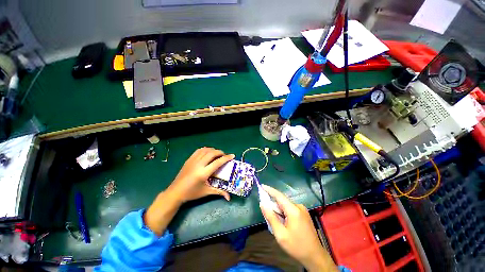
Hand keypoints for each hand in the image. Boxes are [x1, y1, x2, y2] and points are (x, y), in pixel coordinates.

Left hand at [167, 147, 234, 202]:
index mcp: (203, 173)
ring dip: (213, 150)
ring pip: (205, 150)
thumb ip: (219, 192)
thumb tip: (229, 198)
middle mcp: (198, 164)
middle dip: (220, 152)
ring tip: (217, 154)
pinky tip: (208, 153)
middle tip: (225, 155)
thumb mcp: (206, 192)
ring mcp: (193, 161)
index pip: (217, 162)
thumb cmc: (192, 193)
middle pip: (212, 153)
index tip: (232, 155)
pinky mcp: (189, 159)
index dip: (226, 158)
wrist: (175, 192)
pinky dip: (206, 149)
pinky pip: (199, 150)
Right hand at [260, 185, 337, 271]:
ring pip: (286, 206)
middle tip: (266, 213)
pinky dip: (284, 213)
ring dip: (278, 210)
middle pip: (282, 201)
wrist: (315, 257)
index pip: (279, 195)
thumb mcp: (280, 234)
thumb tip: (262, 204)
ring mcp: (302, 210)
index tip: (262, 186)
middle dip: (273, 204)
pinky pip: (290, 209)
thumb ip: (271, 217)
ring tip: (275, 222)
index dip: (269, 190)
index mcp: (293, 210)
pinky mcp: (304, 214)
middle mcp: (299, 206)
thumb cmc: (297, 246)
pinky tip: (283, 223)